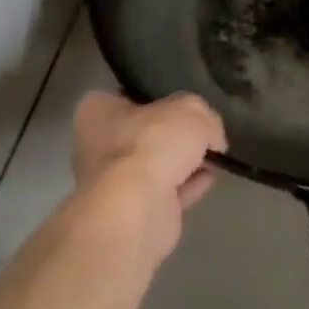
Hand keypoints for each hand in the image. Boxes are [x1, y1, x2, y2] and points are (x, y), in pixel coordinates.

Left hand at [69, 91, 224, 265]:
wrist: (138, 207)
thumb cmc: (151, 143)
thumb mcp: (191, 110)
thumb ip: (204, 116)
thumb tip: (212, 138)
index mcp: (97, 111)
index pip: (125, 96)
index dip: (155, 97)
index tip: (181, 103)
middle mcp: (96, 145)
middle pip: (141, 133)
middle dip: (170, 135)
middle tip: (201, 131)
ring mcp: (112, 183)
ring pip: (153, 165)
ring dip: (180, 163)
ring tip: (212, 156)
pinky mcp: (131, 212)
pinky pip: (164, 192)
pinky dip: (185, 186)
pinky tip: (208, 179)